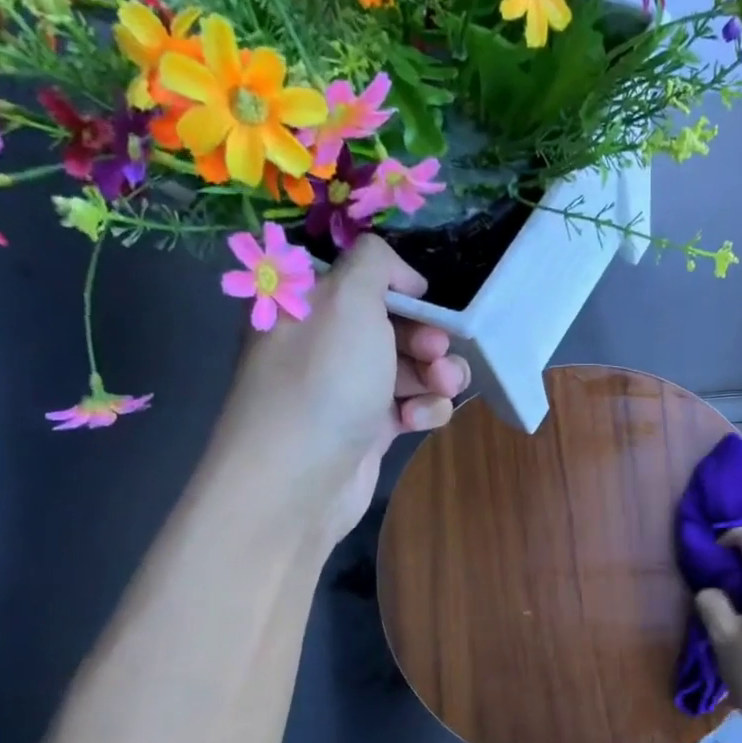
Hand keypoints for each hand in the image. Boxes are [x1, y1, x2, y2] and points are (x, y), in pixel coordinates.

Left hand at [214, 234, 469, 543]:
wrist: (301, 478)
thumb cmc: (324, 379)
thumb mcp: (347, 298)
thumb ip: (376, 263)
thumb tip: (404, 278)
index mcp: (309, 304)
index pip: (365, 281)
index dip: (402, 290)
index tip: (423, 303)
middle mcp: (326, 343)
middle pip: (397, 325)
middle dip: (428, 337)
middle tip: (435, 354)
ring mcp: (348, 388)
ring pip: (412, 368)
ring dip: (437, 376)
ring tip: (440, 390)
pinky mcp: (369, 429)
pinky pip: (410, 406)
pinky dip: (423, 410)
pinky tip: (417, 423)